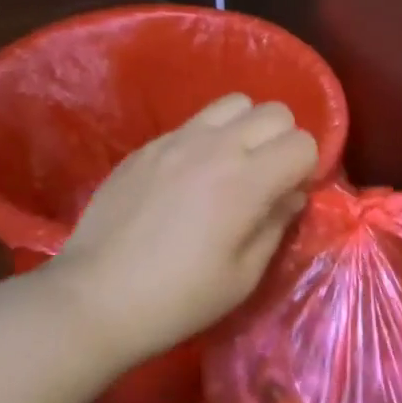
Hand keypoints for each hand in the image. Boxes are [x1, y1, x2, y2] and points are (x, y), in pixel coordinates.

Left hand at [42, 94, 317, 368]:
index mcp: (246, 181)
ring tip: (232, 166)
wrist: (94, 299)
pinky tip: (188, 178)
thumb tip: (291, 194)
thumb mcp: (243, 276)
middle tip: (267, 178)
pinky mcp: (147, 146)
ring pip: (233, 103)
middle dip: (282, 140)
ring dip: (246, 128)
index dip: (307, 168)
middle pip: (274, 112)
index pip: (303, 143)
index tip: (290, 195)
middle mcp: (216, 146)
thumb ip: (276, 224)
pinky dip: (207, 139)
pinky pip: (193, 123)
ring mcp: (176, 140)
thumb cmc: (178, 299)